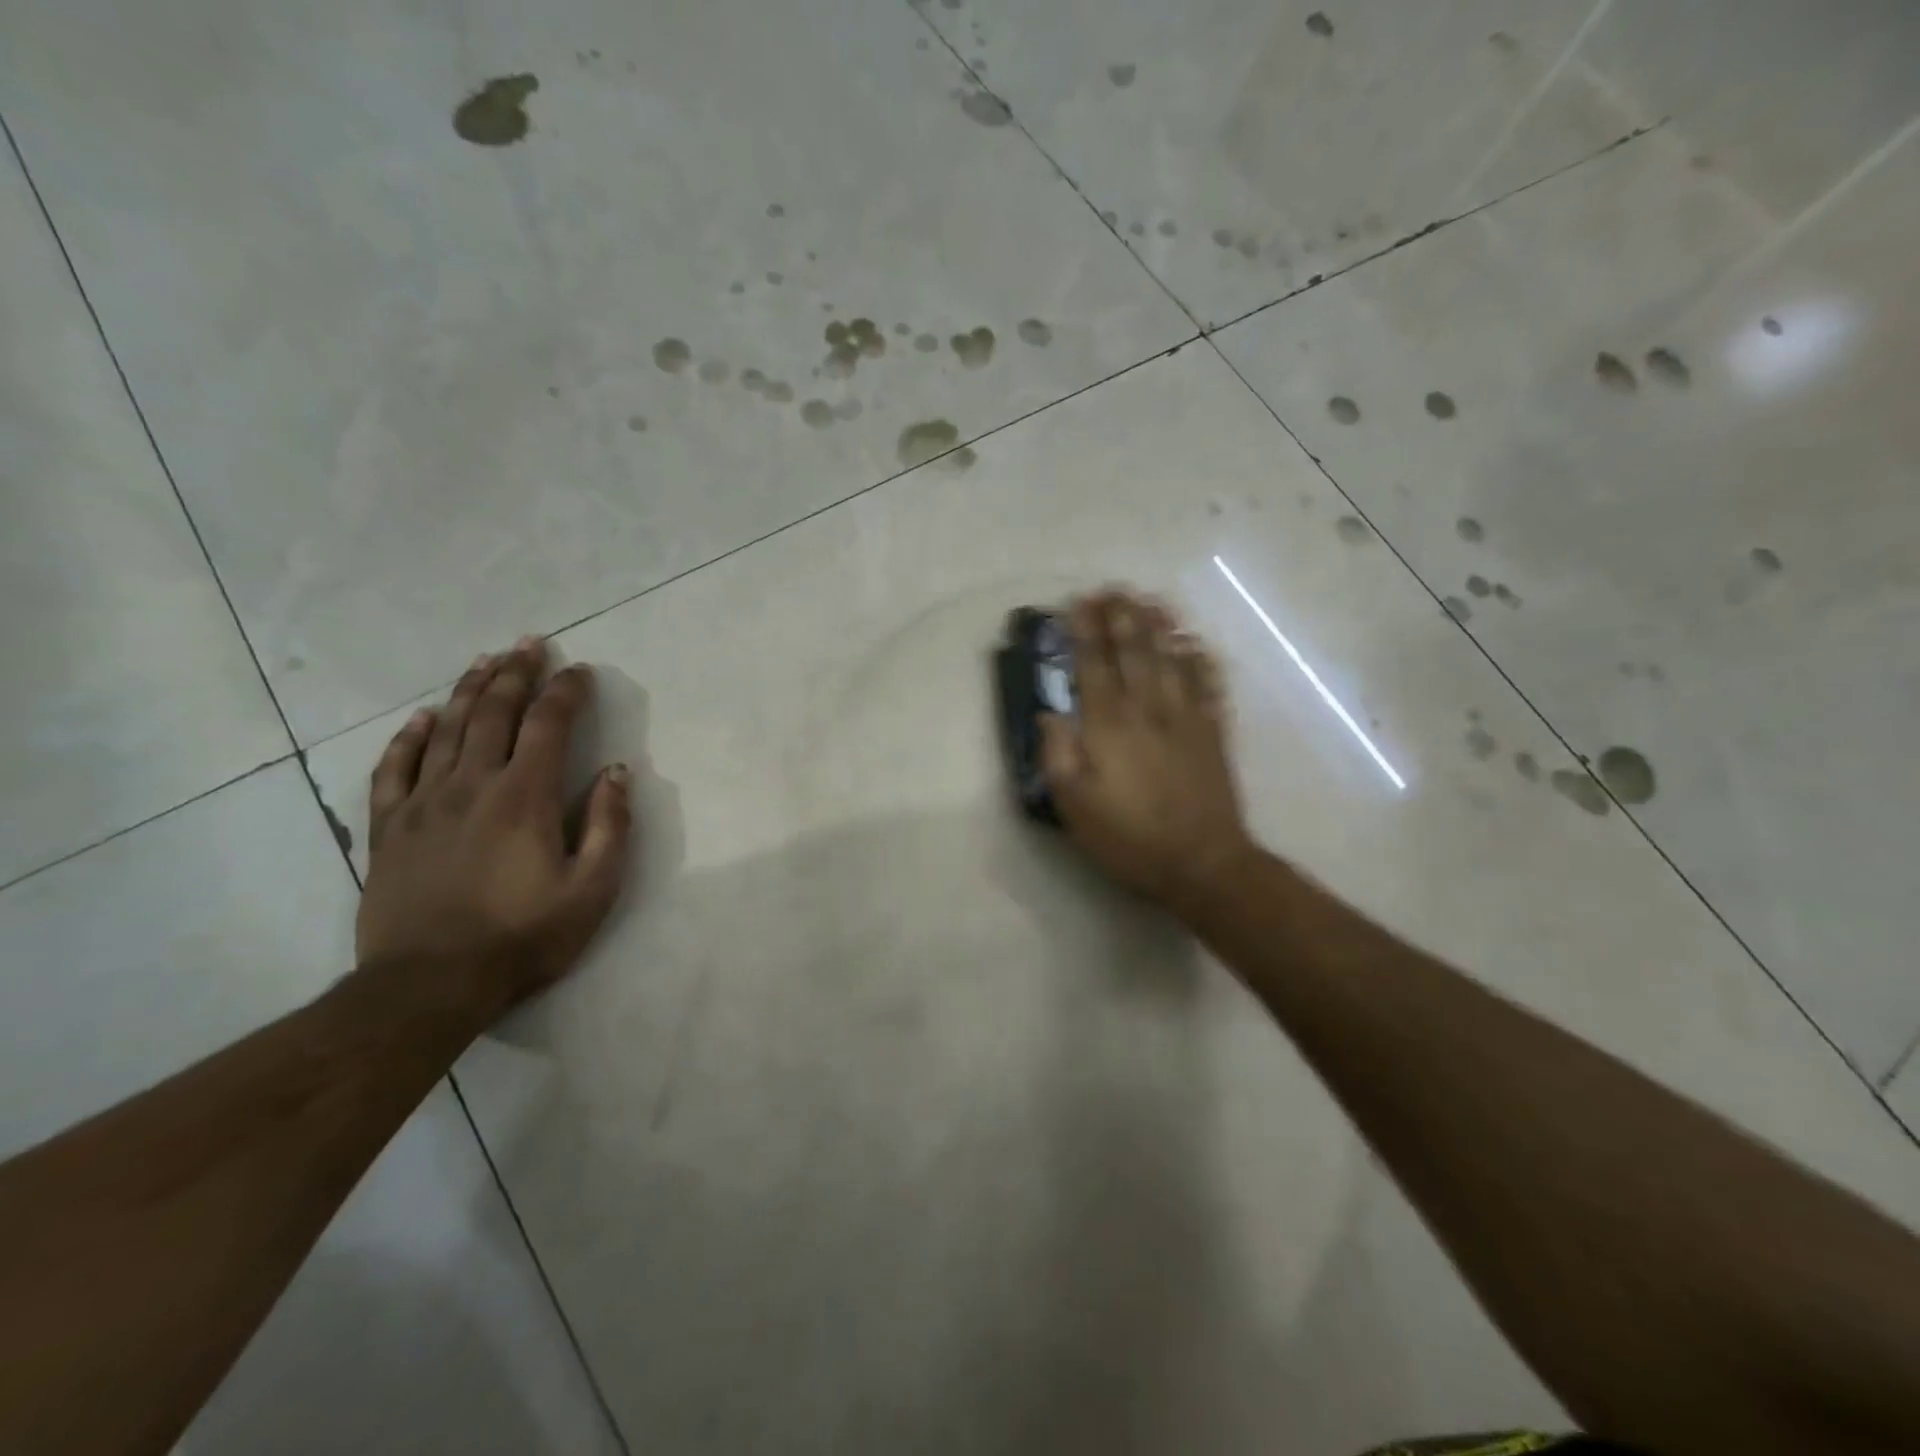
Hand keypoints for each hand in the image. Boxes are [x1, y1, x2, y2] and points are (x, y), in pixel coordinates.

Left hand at [356, 637, 632, 1014]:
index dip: (566, 692)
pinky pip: (394, 768)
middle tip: (530, 644)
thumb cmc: (524, 936)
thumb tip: (615, 771)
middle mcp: (471, 785)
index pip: (547, 725)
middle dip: (515, 673)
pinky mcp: (388, 828)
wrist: (429, 985)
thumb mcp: (593, 888)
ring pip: (445, 730)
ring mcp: (422, 803)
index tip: (581, 670)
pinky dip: (409, 737)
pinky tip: (423, 718)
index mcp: (523, 796)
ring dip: (468, 690)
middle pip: (492, 713)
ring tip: (485, 661)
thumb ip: (608, 824)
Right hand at [1041, 591, 1256, 917]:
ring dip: (1161, 625)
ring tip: (1151, 600)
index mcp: (1108, 725)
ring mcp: (1186, 717)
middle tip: (1114, 589)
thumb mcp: (1074, 805)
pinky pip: (1209, 684)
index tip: (1078, 603)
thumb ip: (1058, 754)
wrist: (1202, 862)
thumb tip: (1050, 714)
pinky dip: (1201, 659)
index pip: (1093, 664)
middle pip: (1134, 650)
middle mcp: (1147, 709)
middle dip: (1122, 616)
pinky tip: (1196, 643)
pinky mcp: (1213, 732)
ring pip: (1173, 658)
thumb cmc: (1129, 837)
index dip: (1084, 630)